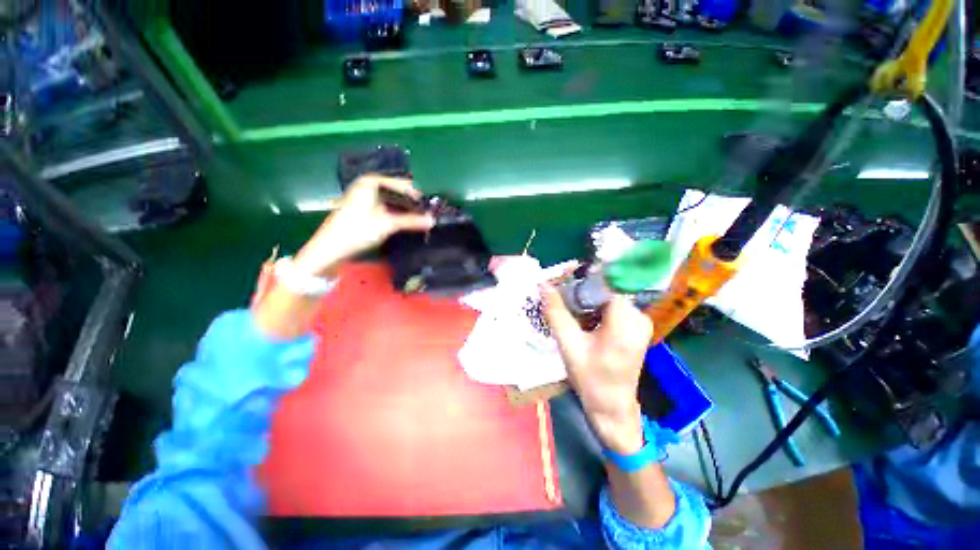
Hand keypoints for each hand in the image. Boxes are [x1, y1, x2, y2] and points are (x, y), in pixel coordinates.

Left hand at [293, 175, 434, 275]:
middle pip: (397, 192)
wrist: (330, 249)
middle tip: (427, 215)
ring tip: (420, 220)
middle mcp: (368, 186)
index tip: (430, 208)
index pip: (401, 184)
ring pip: (392, 201)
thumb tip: (433, 221)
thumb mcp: (387, 225)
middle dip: (412, 204)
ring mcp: (365, 198)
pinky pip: (386, 207)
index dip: (416, 196)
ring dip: (405, 210)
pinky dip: (396, 214)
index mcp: (371, 183)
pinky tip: (406, 222)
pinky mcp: (364, 209)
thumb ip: (411, 221)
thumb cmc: (357, 231)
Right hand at [540, 284, 652, 453]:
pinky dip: (596, 306)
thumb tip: (543, 284)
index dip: (583, 277)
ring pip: (609, 295)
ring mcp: (640, 321)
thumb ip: (556, 311)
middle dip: (582, 289)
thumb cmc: (590, 378)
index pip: (606, 283)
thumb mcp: (568, 344)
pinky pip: (613, 305)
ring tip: (569, 307)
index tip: (563, 277)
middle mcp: (638, 316)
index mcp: (626, 321)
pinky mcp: (636, 326)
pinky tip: (583, 317)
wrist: (612, 406)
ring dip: (588, 298)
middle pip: (608, 288)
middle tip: (561, 295)